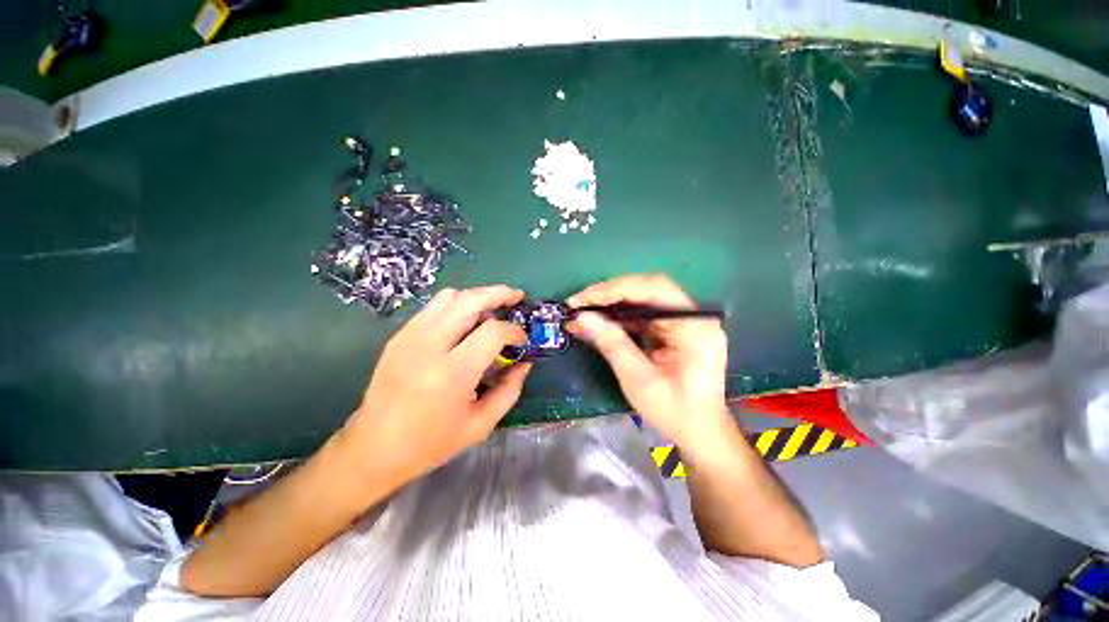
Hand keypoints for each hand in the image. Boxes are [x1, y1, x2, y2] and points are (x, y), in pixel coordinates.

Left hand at [340, 285, 531, 483]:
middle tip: (517, 297)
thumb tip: (525, 363)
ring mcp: (409, 337)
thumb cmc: (430, 443)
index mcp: (452, 373)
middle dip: (499, 293)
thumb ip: (509, 390)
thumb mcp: (480, 424)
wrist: (372, 448)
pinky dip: (457, 305)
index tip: (522, 340)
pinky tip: (466, 320)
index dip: (514, 331)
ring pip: (450, 296)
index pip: (492, 332)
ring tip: (493, 308)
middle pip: (470, 300)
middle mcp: (429, 346)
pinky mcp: (399, 336)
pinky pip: (434, 307)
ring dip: (477, 296)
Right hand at [567, 274, 729, 446]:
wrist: (699, 432)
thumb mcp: (638, 379)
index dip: (615, 289)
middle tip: (578, 302)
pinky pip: (643, 313)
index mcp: (694, 326)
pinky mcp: (674, 328)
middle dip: (610, 293)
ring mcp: (684, 321)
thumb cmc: (673, 411)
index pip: (654, 289)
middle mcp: (693, 316)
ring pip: (643, 298)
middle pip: (648, 288)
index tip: (583, 299)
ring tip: (583, 310)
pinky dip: (619, 315)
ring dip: (611, 303)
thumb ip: (611, 344)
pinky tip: (600, 320)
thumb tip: (581, 318)